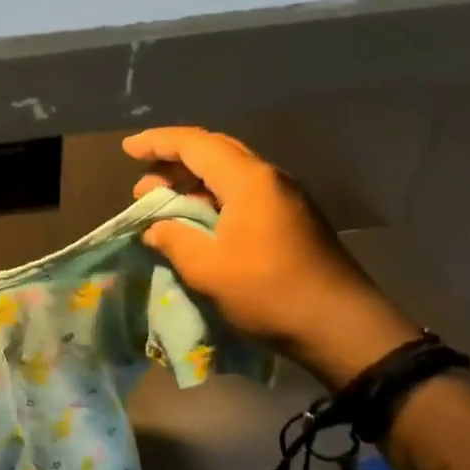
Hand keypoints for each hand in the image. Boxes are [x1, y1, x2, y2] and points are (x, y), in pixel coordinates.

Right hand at [125, 127, 421, 389]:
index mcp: (248, 180)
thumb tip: (156, 227)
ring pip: (229, 172)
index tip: (127, 149)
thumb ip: (173, 238)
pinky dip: (212, 197)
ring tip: (164, 205)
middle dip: (173, 161)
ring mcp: (285, 197)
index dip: (157, 142)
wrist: (342, 327)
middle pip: (214, 151)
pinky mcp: (292, 218)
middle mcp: (269, 178)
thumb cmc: (269, 292)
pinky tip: (198, 221)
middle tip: (143, 186)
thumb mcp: (207, 268)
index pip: (194, 144)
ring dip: (192, 182)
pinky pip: (243, 192)